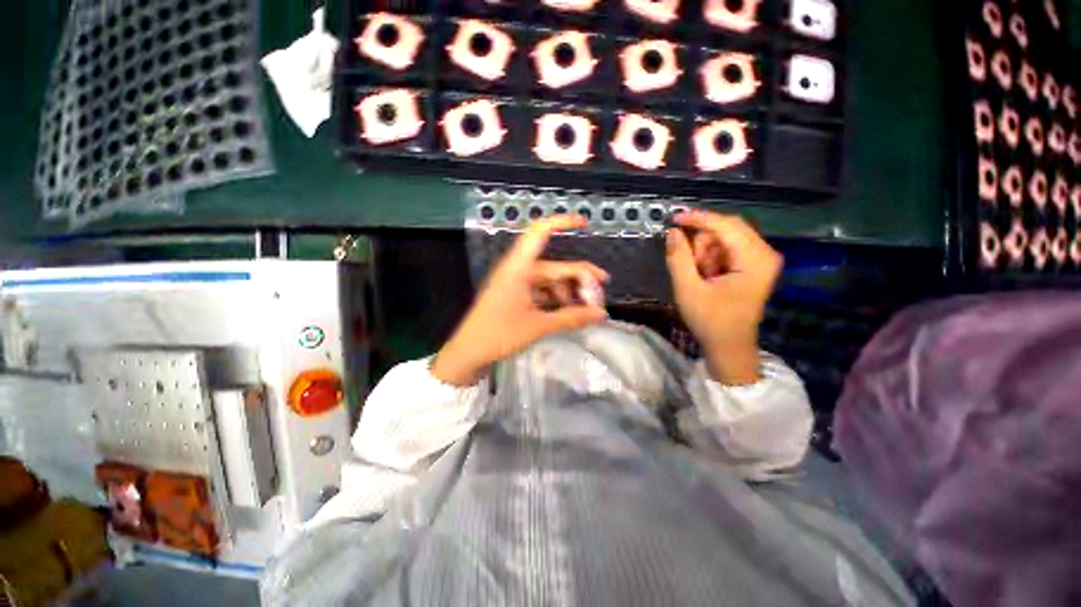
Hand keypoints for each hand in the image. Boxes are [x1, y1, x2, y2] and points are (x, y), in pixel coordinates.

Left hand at [431, 215, 608, 385]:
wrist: (469, 353)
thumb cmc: (499, 336)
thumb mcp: (538, 326)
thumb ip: (572, 318)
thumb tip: (602, 314)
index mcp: (519, 268)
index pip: (539, 233)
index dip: (562, 222)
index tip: (585, 223)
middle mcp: (519, 271)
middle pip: (555, 267)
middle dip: (579, 280)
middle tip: (599, 297)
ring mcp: (517, 284)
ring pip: (551, 281)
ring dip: (569, 293)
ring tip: (586, 311)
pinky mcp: (517, 296)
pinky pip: (542, 292)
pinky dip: (557, 300)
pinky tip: (569, 312)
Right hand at [665, 210, 782, 385]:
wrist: (729, 346)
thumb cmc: (710, 320)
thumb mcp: (688, 289)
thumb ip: (679, 258)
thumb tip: (672, 232)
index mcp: (755, 259)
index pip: (727, 225)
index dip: (699, 219)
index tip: (674, 218)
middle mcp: (764, 253)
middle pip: (728, 229)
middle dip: (703, 243)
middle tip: (690, 265)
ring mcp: (761, 259)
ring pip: (726, 238)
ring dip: (706, 252)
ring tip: (700, 276)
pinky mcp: (754, 265)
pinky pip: (728, 249)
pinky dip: (712, 258)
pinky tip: (707, 276)